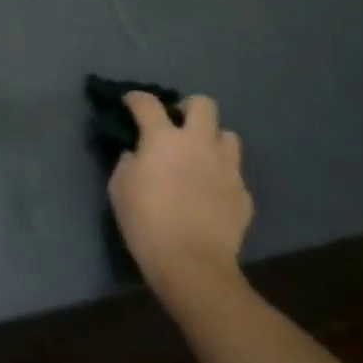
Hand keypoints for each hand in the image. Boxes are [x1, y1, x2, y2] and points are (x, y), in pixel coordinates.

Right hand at [108, 93, 253, 315]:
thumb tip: (136, 154)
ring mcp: (227, 166)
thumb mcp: (119, 189)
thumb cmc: (146, 223)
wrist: (192, 263)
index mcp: (163, 139)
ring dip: (212, 141)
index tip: (131, 103)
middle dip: (189, 108)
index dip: (136, 98)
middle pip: (203, 104)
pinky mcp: (243, 192)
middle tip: (177, 125)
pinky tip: (211, 193)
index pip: (148, 103)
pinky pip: (234, 173)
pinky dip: (221, 176)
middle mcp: (199, 143)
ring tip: (200, 158)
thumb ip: (127, 163)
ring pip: (228, 135)